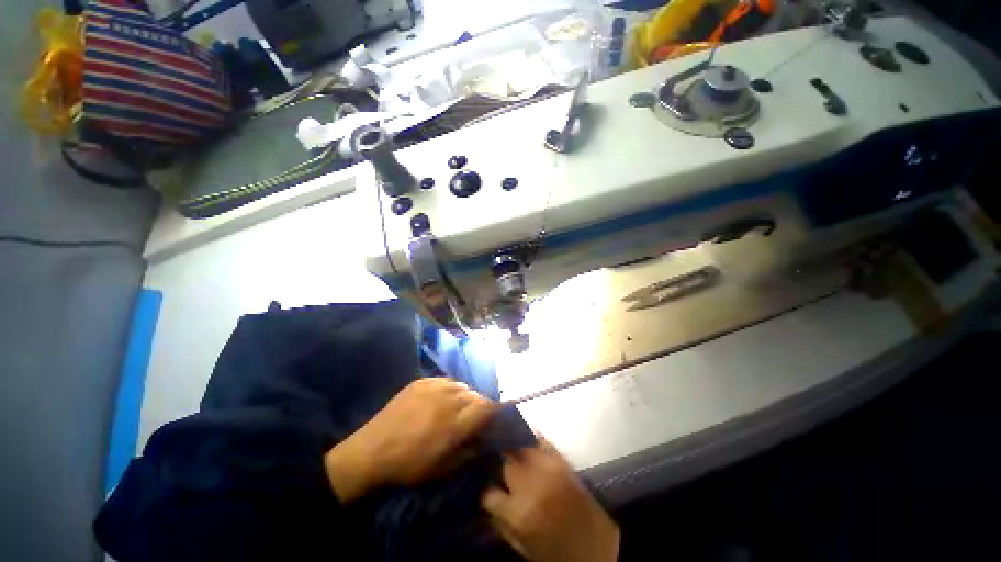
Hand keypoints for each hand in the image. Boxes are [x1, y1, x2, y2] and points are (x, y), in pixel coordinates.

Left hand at [325, 378, 494, 502]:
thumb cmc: (410, 465)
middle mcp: (448, 401)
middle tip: (473, 416)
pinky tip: (441, 399)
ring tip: (456, 407)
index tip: (494, 417)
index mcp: (455, 425)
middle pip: (476, 395)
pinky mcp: (421, 382)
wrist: (372, 451)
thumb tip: (485, 439)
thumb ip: (469, 451)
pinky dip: (449, 389)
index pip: (487, 407)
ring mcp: (434, 388)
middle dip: (479, 405)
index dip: (495, 410)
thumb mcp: (444, 468)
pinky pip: (445, 380)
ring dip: (464, 396)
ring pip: (461, 386)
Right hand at [482, 440, 619, 561]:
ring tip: (512, 452)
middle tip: (498, 468)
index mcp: (518, 513)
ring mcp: (548, 468)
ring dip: (514, 450)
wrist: (598, 548)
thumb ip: (502, 525)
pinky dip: (535, 440)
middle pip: (505, 462)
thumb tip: (488, 504)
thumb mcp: (523, 548)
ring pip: (522, 447)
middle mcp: (530, 484)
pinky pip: (543, 442)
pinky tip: (530, 443)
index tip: (488, 491)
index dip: (486, 493)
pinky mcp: (563, 461)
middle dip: (499, 465)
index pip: (489, 493)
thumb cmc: (557, 554)